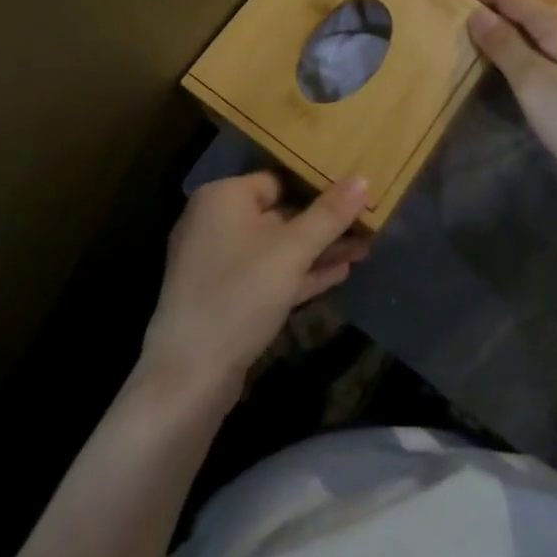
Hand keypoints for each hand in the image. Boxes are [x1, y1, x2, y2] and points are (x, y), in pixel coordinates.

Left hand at [137, 172, 370, 410]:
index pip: (278, 180)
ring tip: (364, 248)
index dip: (318, 186)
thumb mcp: (293, 250)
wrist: (190, 376)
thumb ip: (329, 214)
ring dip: (318, 250)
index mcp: (223, 197)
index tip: (354, 192)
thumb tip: (361, 179)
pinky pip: (268, 274)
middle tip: (366, 224)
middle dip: (324, 223)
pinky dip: (299, 273)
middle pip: (280, 213)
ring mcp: (217, 262)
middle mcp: (215, 221)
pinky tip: (339, 274)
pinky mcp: (224, 297)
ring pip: (277, 247)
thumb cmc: (241, 294)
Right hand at [468, 0, 556, 206]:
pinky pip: (549, 53)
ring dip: (508, 33)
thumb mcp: (535, 84)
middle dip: (491, 12)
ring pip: (538, 33)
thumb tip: (476, 12)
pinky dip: (525, 53)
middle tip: (454, 22)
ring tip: (476, 44)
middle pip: (526, 11)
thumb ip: (506, 46)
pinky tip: (516, 72)